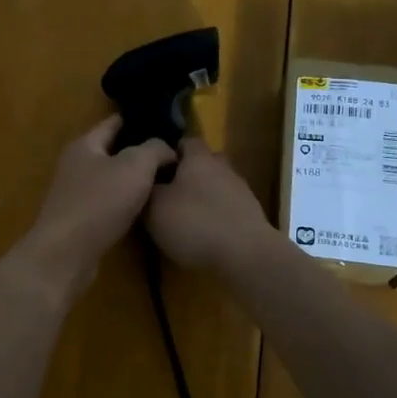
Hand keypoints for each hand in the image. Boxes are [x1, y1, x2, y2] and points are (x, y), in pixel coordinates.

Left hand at [11, 118, 175, 302]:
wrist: (66, 254)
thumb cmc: (99, 202)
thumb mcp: (135, 167)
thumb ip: (155, 149)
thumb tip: (168, 148)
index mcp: (85, 144)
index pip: (114, 123)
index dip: (139, 120)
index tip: (167, 123)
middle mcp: (76, 164)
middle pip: (112, 150)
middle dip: (139, 151)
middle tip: (172, 154)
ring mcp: (75, 193)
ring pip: (111, 178)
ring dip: (133, 179)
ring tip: (165, 180)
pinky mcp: (80, 220)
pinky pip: (108, 202)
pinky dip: (126, 201)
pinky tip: (145, 208)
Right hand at [145, 138, 275, 275]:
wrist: (245, 255)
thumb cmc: (195, 223)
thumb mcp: (154, 208)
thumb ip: (147, 190)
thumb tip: (145, 181)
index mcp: (199, 158)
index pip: (185, 141)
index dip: (169, 152)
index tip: (153, 168)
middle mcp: (223, 167)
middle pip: (203, 163)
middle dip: (186, 175)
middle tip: (167, 193)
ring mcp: (241, 192)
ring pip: (217, 186)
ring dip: (202, 197)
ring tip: (184, 218)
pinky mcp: (251, 216)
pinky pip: (227, 209)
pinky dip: (216, 217)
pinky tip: (204, 235)